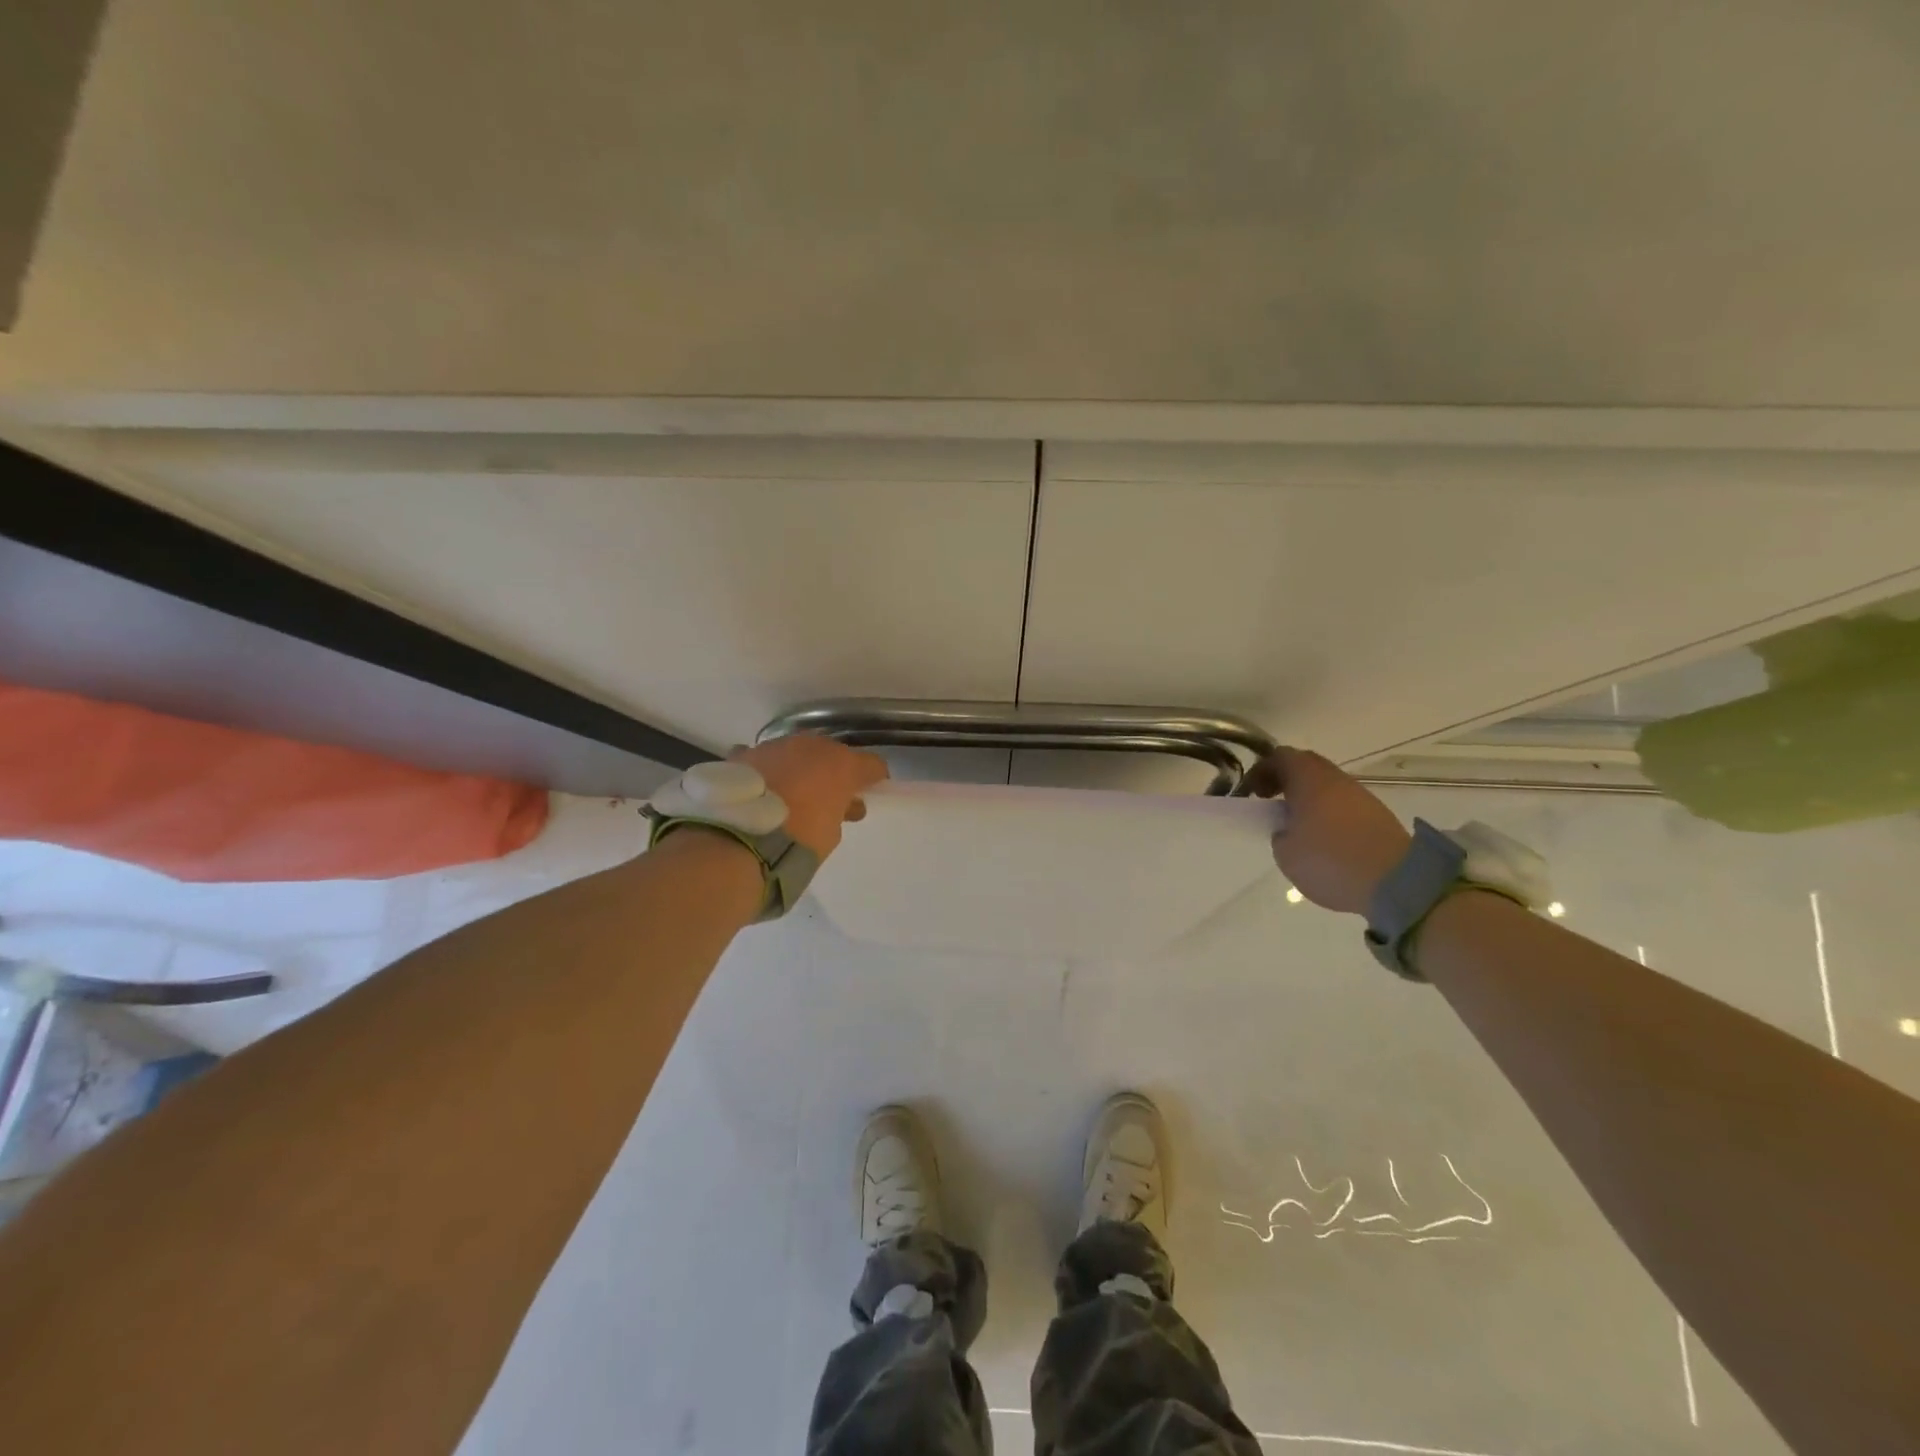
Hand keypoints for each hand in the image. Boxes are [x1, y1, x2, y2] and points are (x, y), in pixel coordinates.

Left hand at [732, 735, 888, 857]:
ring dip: (798, 768)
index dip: (873, 779)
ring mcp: (776, 746)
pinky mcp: (745, 754)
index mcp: (842, 764)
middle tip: (827, 796)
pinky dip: (765, 770)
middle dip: (832, 772)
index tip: (869, 793)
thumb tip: (843, 806)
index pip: (871, 765)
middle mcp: (811, 746)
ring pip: (795, 752)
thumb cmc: (798, 841)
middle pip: (831, 753)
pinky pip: (763, 759)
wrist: (740, 838)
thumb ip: (840, 812)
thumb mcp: (831, 833)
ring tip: (788, 793)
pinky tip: (759, 788)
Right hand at [1245, 748, 1410, 914]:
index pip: (1279, 757)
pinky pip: (1344, 804)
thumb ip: (1280, 832)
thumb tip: (1289, 829)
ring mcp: (1361, 795)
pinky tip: (1324, 841)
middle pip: (1305, 767)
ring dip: (1308, 799)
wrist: (1397, 882)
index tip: (1251, 795)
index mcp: (1308, 778)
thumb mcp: (1285, 852)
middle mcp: (1336, 778)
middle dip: (1284, 781)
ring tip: (1297, 827)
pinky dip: (1328, 814)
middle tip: (1271, 804)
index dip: (1260, 772)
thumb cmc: (1330, 860)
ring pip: (1326, 786)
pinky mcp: (1377, 815)